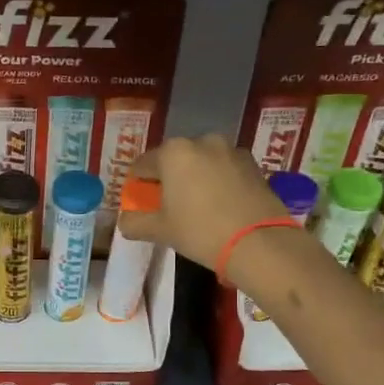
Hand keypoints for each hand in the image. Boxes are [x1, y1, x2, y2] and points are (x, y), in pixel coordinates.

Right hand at [119, 134, 287, 271]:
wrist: (259, 242)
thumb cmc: (200, 231)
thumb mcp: (160, 231)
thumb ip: (135, 222)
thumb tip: (124, 220)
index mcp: (173, 152)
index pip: (143, 164)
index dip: (138, 182)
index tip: (139, 198)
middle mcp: (201, 141)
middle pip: (175, 159)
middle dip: (169, 177)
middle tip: (168, 203)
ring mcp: (230, 150)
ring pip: (202, 161)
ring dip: (195, 176)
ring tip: (197, 203)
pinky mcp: (253, 164)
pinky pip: (225, 168)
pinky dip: (218, 180)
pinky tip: (220, 203)